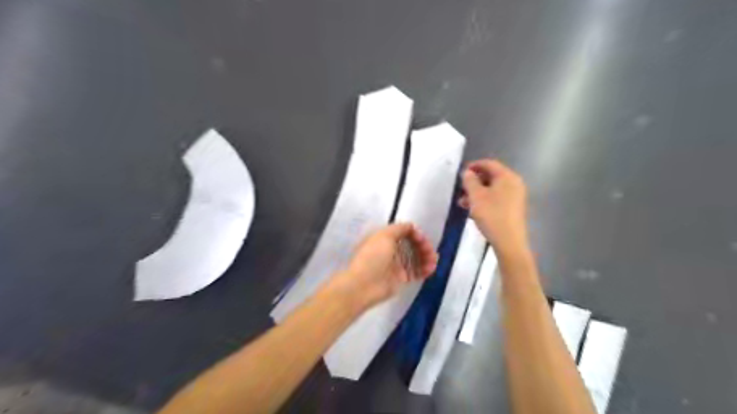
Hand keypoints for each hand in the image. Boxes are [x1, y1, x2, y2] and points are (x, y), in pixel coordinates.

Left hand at [329, 225, 435, 311]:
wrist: (363, 285)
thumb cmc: (373, 256)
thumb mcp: (384, 235)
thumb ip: (400, 228)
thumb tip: (412, 227)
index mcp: (384, 237)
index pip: (404, 232)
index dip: (415, 233)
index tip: (421, 238)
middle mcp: (391, 249)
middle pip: (412, 244)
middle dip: (423, 246)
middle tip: (430, 252)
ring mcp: (396, 264)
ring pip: (416, 257)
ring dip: (427, 257)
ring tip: (433, 262)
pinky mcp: (401, 278)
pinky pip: (416, 271)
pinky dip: (425, 269)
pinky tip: (431, 269)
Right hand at [459, 158, 529, 255]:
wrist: (509, 241)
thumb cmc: (491, 215)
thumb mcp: (476, 196)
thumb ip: (470, 181)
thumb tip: (467, 172)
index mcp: (507, 176)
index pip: (489, 164)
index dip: (474, 165)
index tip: (461, 172)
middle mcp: (514, 183)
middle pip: (491, 176)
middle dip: (474, 181)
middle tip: (461, 189)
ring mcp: (515, 196)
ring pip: (493, 188)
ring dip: (477, 192)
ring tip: (462, 203)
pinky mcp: (514, 208)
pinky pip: (497, 198)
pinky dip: (484, 200)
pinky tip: (473, 209)